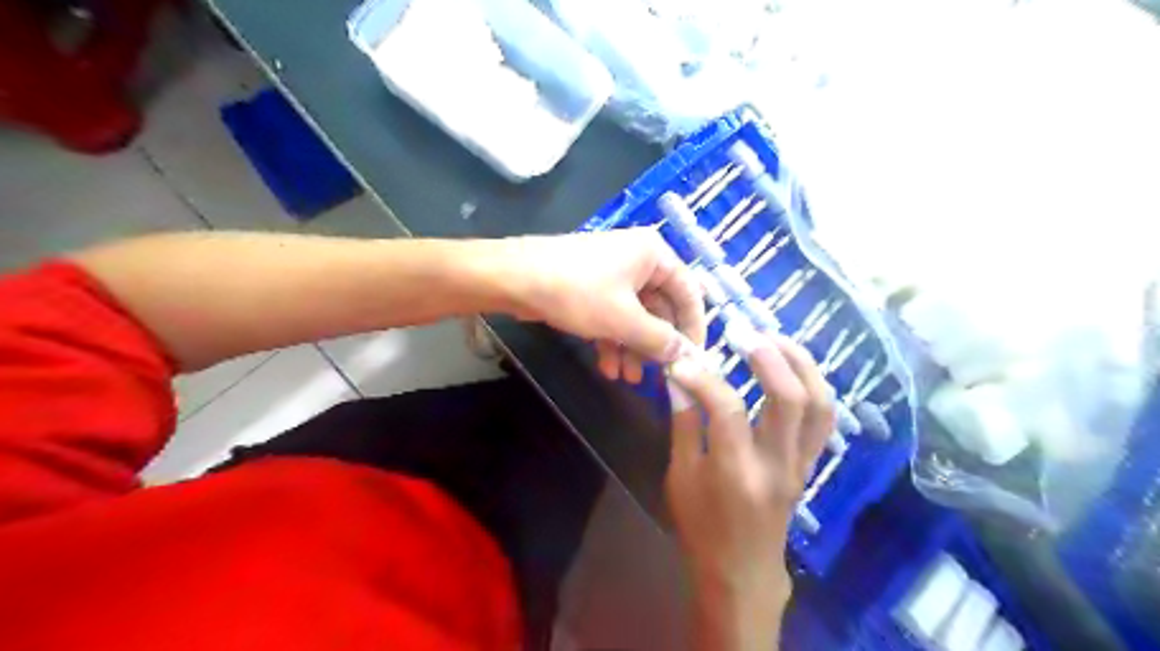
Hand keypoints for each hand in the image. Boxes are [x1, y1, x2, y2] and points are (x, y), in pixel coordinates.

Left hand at [507, 229, 705, 381]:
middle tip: (654, 376)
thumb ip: (660, 340)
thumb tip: (688, 357)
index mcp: (654, 254)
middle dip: (654, 345)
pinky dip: (613, 341)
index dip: (693, 328)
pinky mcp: (592, 288)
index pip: (689, 293)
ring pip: (635, 316)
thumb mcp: (623, 320)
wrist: (513, 279)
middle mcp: (638, 260)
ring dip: (632, 348)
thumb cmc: (576, 292)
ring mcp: (613, 274)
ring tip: (627, 379)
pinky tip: (607, 367)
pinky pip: (613, 316)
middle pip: (660, 308)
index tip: (693, 360)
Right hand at [661, 337, 834, 597]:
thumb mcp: (680, 477)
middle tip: (743, 333)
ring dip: (801, 364)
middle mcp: (776, 465)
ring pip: (820, 405)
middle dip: (769, 357)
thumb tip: (679, 377)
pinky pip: (823, 418)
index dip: (704, 377)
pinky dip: (813, 384)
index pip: (727, 409)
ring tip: (774, 339)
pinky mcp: (810, 463)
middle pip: (790, 399)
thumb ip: (684, 424)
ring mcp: (800, 464)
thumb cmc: (701, 528)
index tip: (684, 359)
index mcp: (736, 472)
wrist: (742, 571)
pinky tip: (792, 366)